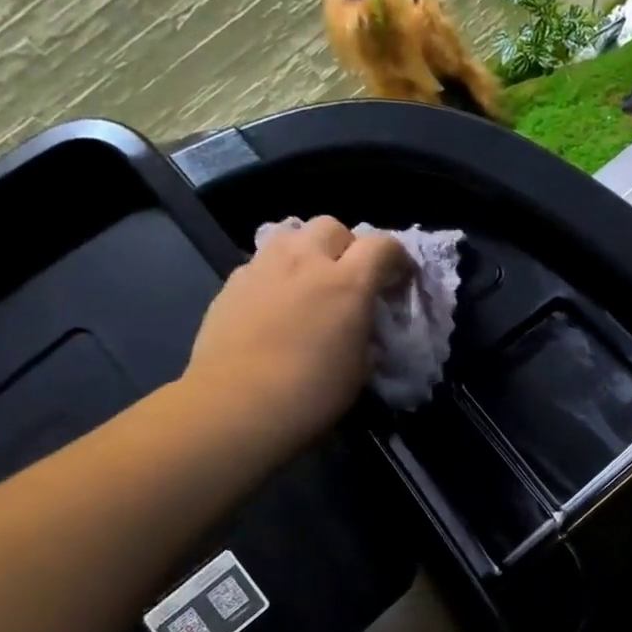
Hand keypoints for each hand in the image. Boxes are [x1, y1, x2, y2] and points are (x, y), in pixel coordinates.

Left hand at [183, 217, 411, 450]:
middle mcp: (306, 262)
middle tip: (350, 277)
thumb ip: (365, 332)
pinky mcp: (233, 281)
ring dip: (309, 251)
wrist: (237, 405)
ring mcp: (264, 267)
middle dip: (347, 245)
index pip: (382, 245)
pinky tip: (276, 303)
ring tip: (310, 282)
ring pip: (292, 235)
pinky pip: (263, 261)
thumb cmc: (312, 393)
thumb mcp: (361, 366)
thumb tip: (361, 324)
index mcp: (348, 283)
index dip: (396, 257)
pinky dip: (278, 273)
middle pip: (332, 226)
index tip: (398, 278)